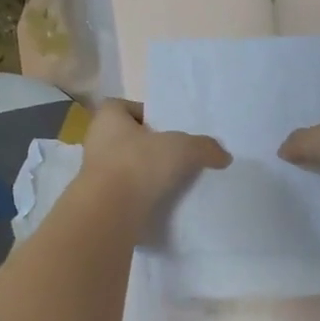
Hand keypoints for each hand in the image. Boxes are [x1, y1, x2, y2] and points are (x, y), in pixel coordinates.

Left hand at [82, 99, 229, 209]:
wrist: (110, 214)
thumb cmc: (138, 164)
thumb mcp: (183, 148)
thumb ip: (205, 147)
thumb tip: (224, 156)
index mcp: (108, 118)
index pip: (124, 107)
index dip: (145, 114)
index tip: (167, 127)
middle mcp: (96, 142)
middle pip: (127, 138)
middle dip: (150, 146)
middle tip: (177, 153)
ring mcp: (95, 175)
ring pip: (127, 167)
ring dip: (146, 173)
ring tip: (175, 180)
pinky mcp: (101, 202)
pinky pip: (126, 193)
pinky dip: (142, 196)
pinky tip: (164, 201)